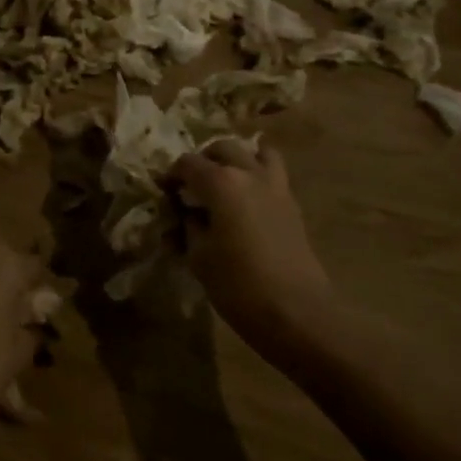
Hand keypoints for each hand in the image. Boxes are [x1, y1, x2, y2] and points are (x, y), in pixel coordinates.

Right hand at [169, 140, 336, 361]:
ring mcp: (276, 186)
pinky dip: (258, 174)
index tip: (164, 192)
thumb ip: (187, 227)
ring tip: (226, 181)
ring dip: (238, 158)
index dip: (171, 175)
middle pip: (223, 148)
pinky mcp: (292, 204)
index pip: (188, 163)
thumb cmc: (238, 285)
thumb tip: (184, 214)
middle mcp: (249, 173)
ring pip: (256, 152)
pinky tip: (246, 200)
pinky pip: (273, 173)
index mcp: (221, 182)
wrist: (297, 312)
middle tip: (192, 185)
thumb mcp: (198, 257)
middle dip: (204, 160)